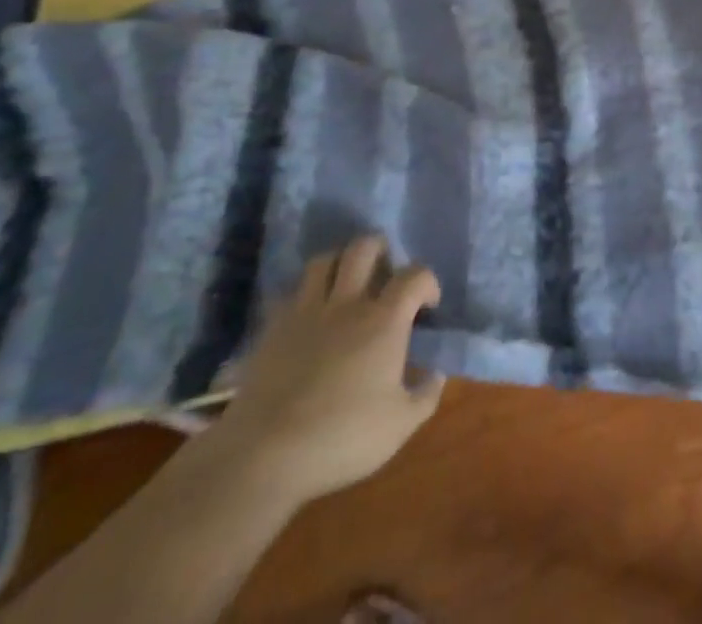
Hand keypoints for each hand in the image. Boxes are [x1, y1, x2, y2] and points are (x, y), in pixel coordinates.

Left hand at [205, 237, 444, 509]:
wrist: (265, 454)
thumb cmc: (341, 437)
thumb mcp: (400, 425)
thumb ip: (426, 394)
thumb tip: (436, 373)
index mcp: (384, 320)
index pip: (415, 274)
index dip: (427, 283)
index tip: (426, 306)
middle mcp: (348, 303)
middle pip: (365, 247)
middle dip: (380, 251)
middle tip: (384, 274)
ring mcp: (307, 311)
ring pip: (324, 260)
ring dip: (339, 264)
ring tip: (345, 284)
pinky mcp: (274, 327)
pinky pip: (291, 292)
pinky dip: (304, 294)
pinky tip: (309, 314)